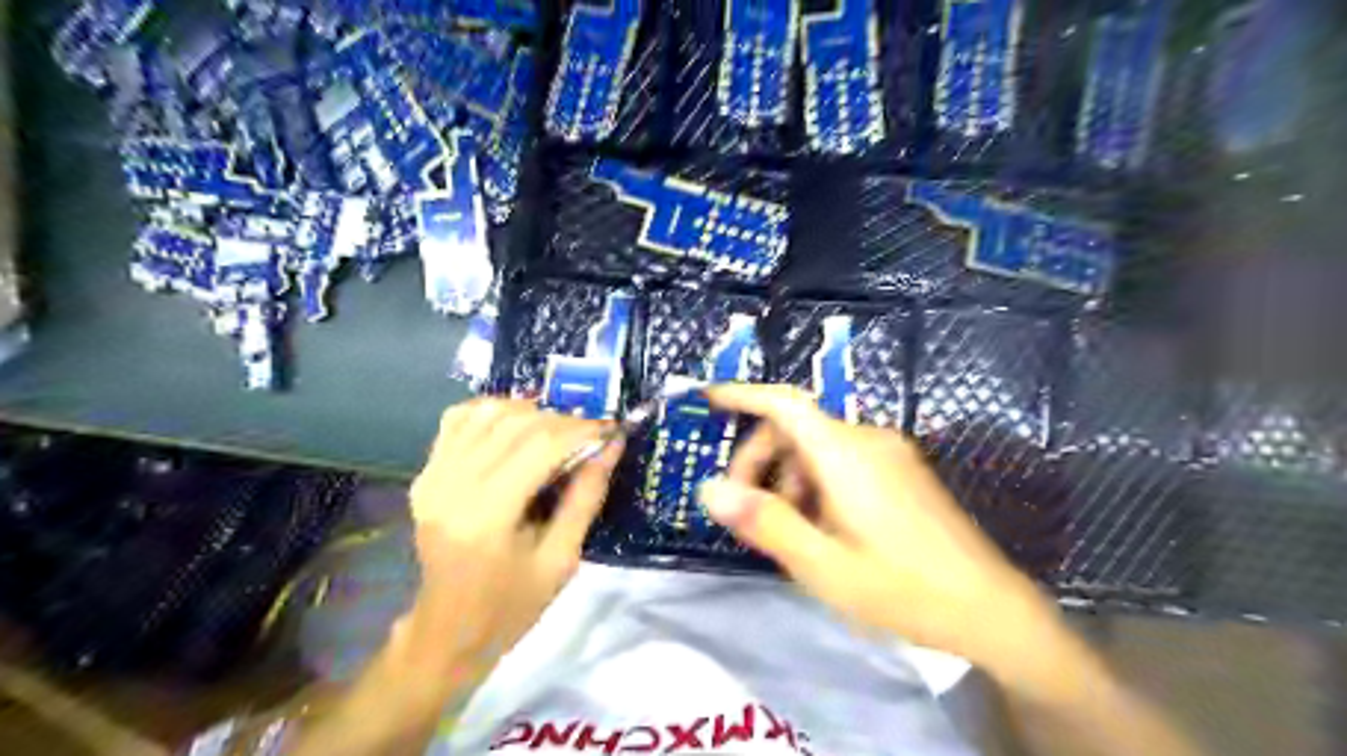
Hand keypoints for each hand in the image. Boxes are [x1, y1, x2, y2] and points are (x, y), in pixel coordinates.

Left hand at [401, 400, 621, 682]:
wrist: (448, 630)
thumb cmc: (512, 604)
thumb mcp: (562, 559)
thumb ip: (586, 497)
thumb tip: (612, 446)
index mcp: (488, 516)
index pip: (541, 446)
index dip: (581, 430)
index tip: (610, 431)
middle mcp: (453, 486)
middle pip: (516, 424)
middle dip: (562, 420)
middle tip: (589, 434)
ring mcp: (432, 477)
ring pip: (488, 413)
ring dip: (530, 412)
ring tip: (556, 431)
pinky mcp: (425, 474)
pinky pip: (458, 420)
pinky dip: (492, 412)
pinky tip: (515, 426)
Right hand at [694, 387, 1062, 670]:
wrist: (991, 610)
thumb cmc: (902, 589)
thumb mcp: (823, 564)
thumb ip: (765, 522)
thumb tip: (708, 489)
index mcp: (846, 453)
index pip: (785, 404)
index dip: (743, 395)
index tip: (707, 399)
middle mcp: (868, 439)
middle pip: (796, 429)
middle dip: (760, 461)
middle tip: (744, 511)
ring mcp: (890, 454)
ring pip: (818, 448)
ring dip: (788, 478)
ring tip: (786, 532)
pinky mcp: (903, 472)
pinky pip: (842, 462)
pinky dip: (815, 483)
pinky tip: (819, 527)